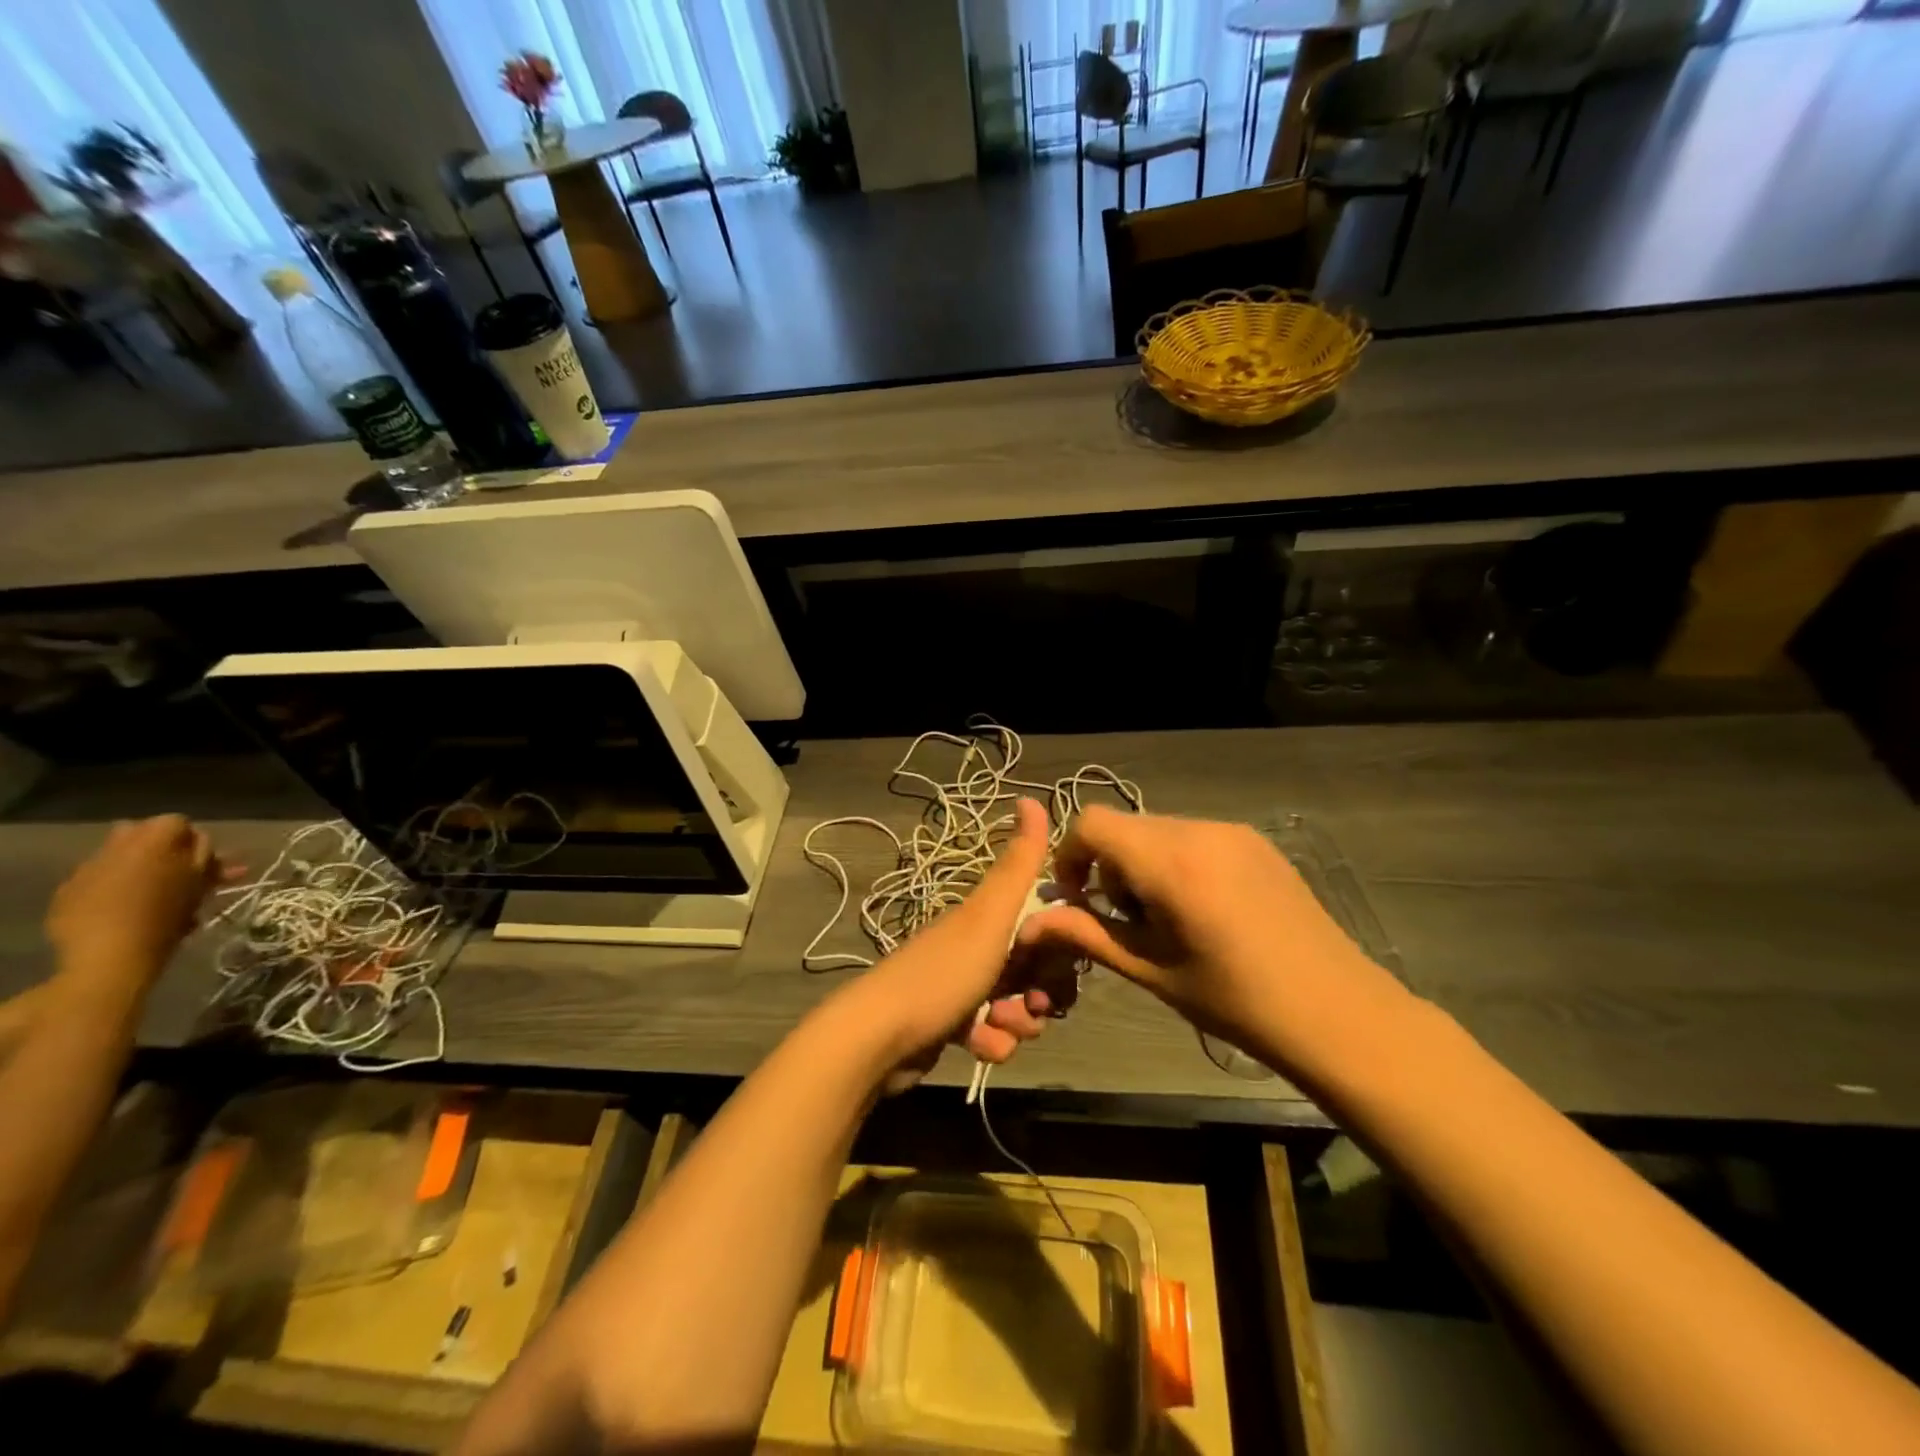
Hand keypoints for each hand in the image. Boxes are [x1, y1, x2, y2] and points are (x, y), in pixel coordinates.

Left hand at [45, 816, 234, 987]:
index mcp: (151, 842)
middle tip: (186, 874)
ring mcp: (86, 870)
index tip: (207, 862)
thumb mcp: (200, 885)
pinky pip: (100, 879)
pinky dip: (118, 888)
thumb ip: (205, 857)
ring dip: (144, 868)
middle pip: (145, 834)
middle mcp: (114, 848)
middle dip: (167, 851)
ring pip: (122, 857)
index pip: (178, 822)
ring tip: (162, 894)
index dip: (195, 840)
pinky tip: (131, 909)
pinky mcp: (67, 893)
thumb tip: (202, 843)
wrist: (109, 959)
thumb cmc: (166, 918)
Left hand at [840, 798, 1070, 1083]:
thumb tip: (1031, 797)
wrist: (881, 1037)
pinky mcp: (953, 1025)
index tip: (1063, 961)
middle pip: (1036, 969)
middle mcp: (976, 946)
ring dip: (1018, 1023)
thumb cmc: (943, 973)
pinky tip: (976, 1046)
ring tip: (995, 1026)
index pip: (1044, 924)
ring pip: (1018, 1006)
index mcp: (986, 917)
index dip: (1060, 945)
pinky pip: (994, 1035)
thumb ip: (1018, 864)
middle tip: (1031, 1004)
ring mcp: (963, 986)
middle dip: (1041, 993)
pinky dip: (992, 1043)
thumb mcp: (988, 915)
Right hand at [1015, 807, 1412, 1081]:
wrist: (1337, 1012)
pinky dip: (1177, 862)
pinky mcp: (1256, 842)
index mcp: (1170, 862)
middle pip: (1125, 827)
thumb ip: (1088, 935)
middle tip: (1128, 920)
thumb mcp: (1151, 970)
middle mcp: (1199, 830)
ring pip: (1159, 830)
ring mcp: (1233, 831)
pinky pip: (1194, 836)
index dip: (1071, 856)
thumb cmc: (1236, 1001)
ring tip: (1168, 919)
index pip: (1092, 824)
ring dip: (1143, 864)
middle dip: (1109, 866)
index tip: (1079, 900)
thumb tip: (1030, 925)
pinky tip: (1203, 910)